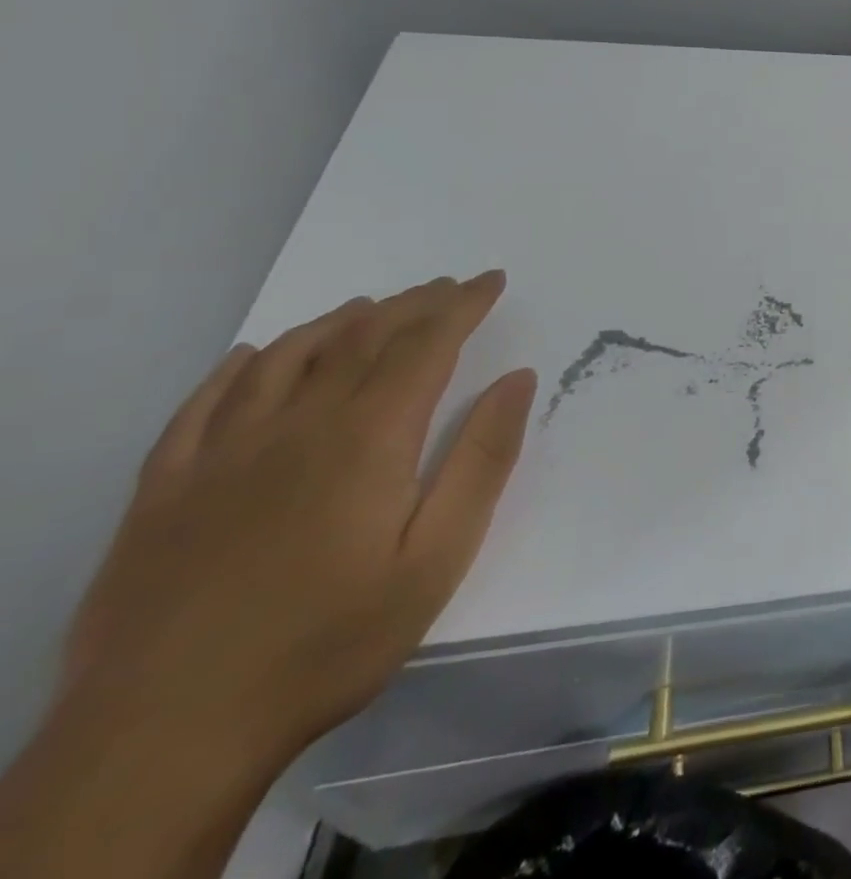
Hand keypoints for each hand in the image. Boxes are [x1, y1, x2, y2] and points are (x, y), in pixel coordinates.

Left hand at [60, 272, 535, 775]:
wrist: (162, 739)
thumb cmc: (329, 641)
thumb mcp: (438, 557)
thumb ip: (483, 460)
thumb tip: (517, 379)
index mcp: (367, 438)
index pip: (425, 345)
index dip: (462, 306)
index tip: (491, 281)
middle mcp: (295, 426)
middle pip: (362, 339)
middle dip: (413, 304)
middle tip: (448, 286)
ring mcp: (220, 456)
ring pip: (287, 358)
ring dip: (338, 321)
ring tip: (372, 305)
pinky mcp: (164, 491)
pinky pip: (203, 405)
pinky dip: (240, 367)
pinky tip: (256, 355)